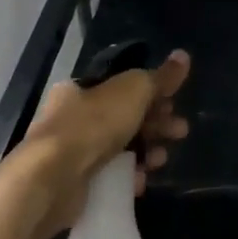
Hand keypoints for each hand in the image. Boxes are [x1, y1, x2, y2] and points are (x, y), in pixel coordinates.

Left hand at [22, 49, 191, 218]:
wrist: (53, 179)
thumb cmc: (93, 124)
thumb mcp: (134, 91)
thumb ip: (160, 77)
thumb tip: (184, 55)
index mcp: (81, 89)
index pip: (123, 86)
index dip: (153, 92)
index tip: (175, 103)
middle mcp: (74, 117)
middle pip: (125, 117)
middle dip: (156, 124)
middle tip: (180, 132)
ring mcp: (73, 152)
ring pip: (120, 147)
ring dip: (147, 151)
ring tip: (160, 160)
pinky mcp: (76, 182)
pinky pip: (110, 175)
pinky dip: (128, 176)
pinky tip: (140, 180)